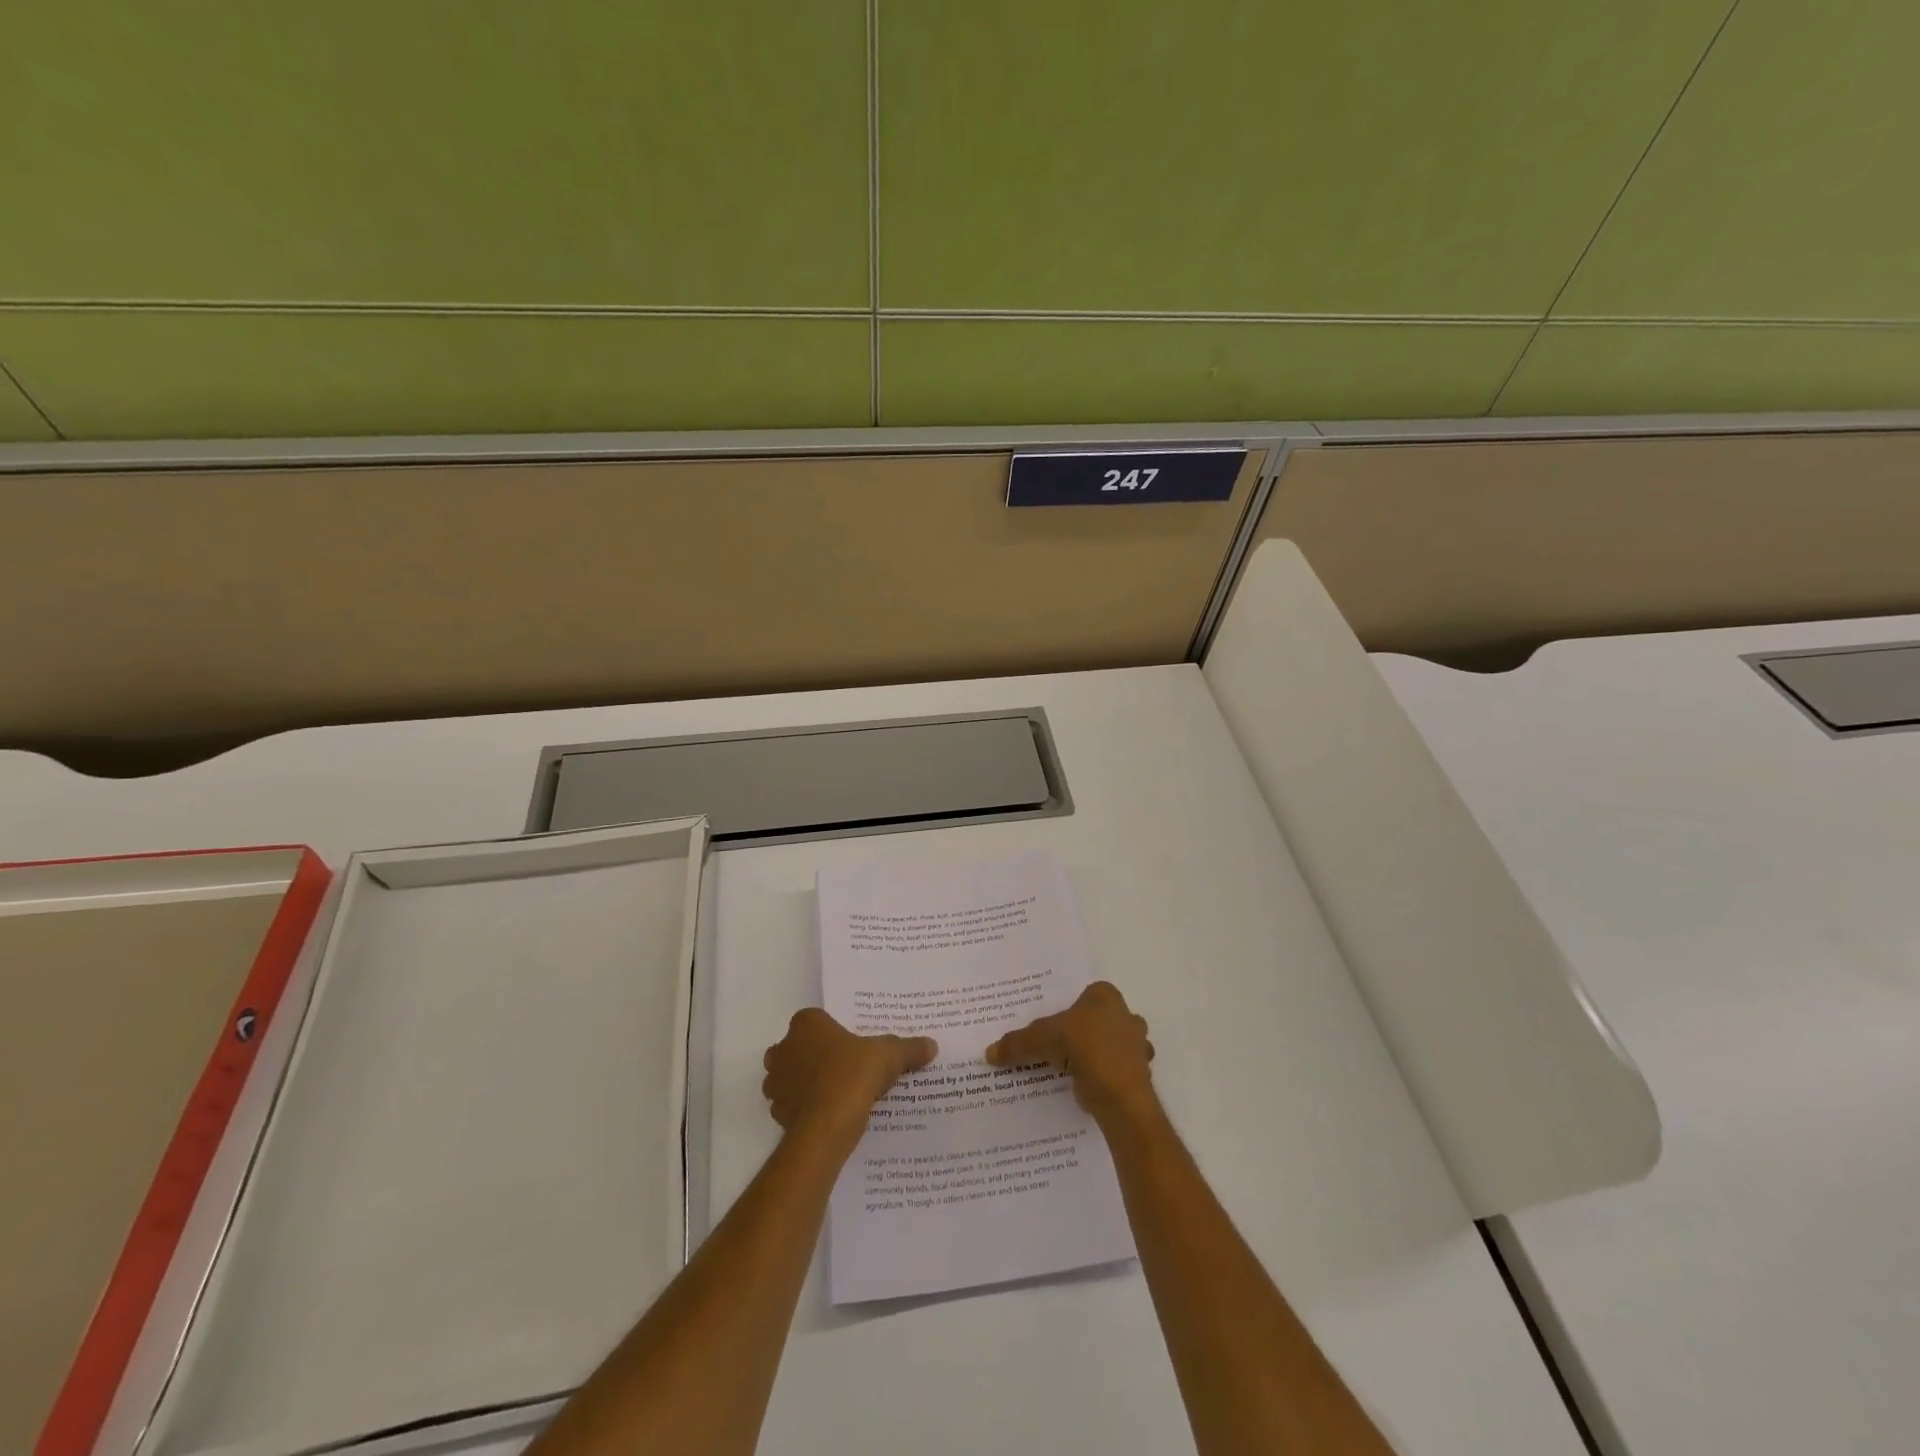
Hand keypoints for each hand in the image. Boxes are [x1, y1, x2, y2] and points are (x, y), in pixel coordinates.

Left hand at [762, 1009, 936, 1151]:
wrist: (827, 1127)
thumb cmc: (853, 1075)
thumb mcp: (889, 1055)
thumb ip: (908, 1048)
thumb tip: (932, 1045)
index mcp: (806, 1024)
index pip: (817, 1020)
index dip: (833, 1032)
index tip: (852, 1045)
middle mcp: (784, 1048)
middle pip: (799, 1047)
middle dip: (815, 1056)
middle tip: (844, 1068)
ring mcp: (776, 1082)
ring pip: (790, 1077)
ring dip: (807, 1083)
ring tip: (837, 1093)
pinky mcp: (777, 1113)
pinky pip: (792, 1105)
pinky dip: (806, 1108)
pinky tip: (829, 1115)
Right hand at [984, 981, 1155, 1125]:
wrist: (1119, 1093)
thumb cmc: (1084, 1047)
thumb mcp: (1042, 1039)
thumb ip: (1017, 1043)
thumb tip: (988, 1053)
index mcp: (1105, 996)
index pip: (1083, 995)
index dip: (1067, 1009)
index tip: (1052, 1025)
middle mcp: (1126, 1014)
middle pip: (1098, 1019)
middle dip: (1084, 1031)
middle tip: (1059, 1046)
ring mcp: (1137, 1044)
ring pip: (1111, 1045)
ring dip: (1096, 1054)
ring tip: (1070, 1068)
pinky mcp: (1139, 1072)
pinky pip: (1115, 1070)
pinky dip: (1103, 1076)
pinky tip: (1086, 1085)